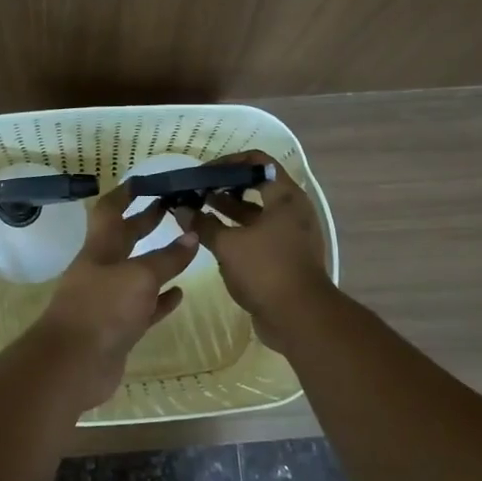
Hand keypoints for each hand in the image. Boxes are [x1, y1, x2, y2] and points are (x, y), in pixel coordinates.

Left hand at [33, 184, 200, 408]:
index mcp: (99, 249)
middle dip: (145, 223)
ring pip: (137, 274)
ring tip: (185, 248)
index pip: (110, 212)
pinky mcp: (119, 329)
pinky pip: (144, 308)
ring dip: (158, 262)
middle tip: (172, 209)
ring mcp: (109, 301)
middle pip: (125, 240)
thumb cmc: (102, 309)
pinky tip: (179, 294)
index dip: (125, 194)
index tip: (144, 181)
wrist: (73, 365)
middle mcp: (102, 270)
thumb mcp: (139, 277)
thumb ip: (167, 258)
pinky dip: (161, 300)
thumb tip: (192, 236)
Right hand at [184, 149, 334, 350]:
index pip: (257, 162)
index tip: (203, 173)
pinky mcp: (286, 256)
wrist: (300, 318)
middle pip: (256, 186)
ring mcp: (291, 234)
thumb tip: (181, 209)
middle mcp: (292, 210)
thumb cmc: (266, 270)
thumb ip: (203, 224)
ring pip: (256, 212)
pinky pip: (259, 234)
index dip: (228, 163)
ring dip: (229, 209)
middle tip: (197, 191)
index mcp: (285, 197)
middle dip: (225, 187)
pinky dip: (237, 231)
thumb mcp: (228, 245)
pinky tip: (213, 237)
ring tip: (198, 211)